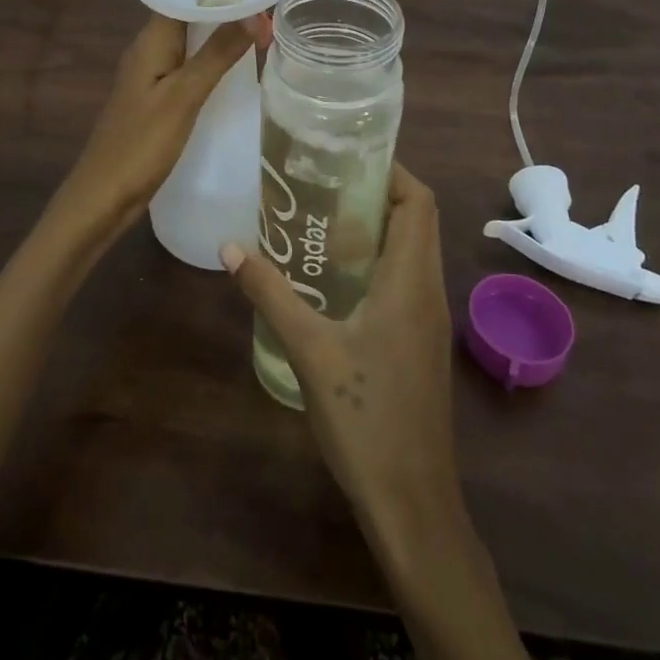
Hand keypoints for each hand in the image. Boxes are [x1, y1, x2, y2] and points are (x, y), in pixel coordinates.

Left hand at [41, 14, 258, 248]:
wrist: (103, 197)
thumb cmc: (141, 144)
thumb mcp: (184, 97)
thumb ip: (217, 54)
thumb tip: (255, 13)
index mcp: (150, 39)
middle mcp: (148, 49)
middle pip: (189, 14)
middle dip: (226, 7)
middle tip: (270, 1)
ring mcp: (151, 74)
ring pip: (190, 41)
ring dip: (221, 33)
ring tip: (263, 26)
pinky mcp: (157, 97)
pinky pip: (188, 65)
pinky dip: (212, 59)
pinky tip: (236, 66)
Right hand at [221, 164, 459, 545]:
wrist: (411, 501)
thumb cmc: (365, 417)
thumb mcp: (309, 349)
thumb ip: (270, 293)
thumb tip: (230, 247)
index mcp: (411, 281)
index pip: (418, 202)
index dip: (391, 171)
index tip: (348, 158)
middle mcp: (429, 291)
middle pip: (416, 221)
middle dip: (377, 193)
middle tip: (324, 184)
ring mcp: (428, 320)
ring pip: (411, 252)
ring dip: (376, 228)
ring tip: (323, 220)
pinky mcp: (420, 343)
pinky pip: (405, 281)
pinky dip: (377, 262)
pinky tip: (334, 278)